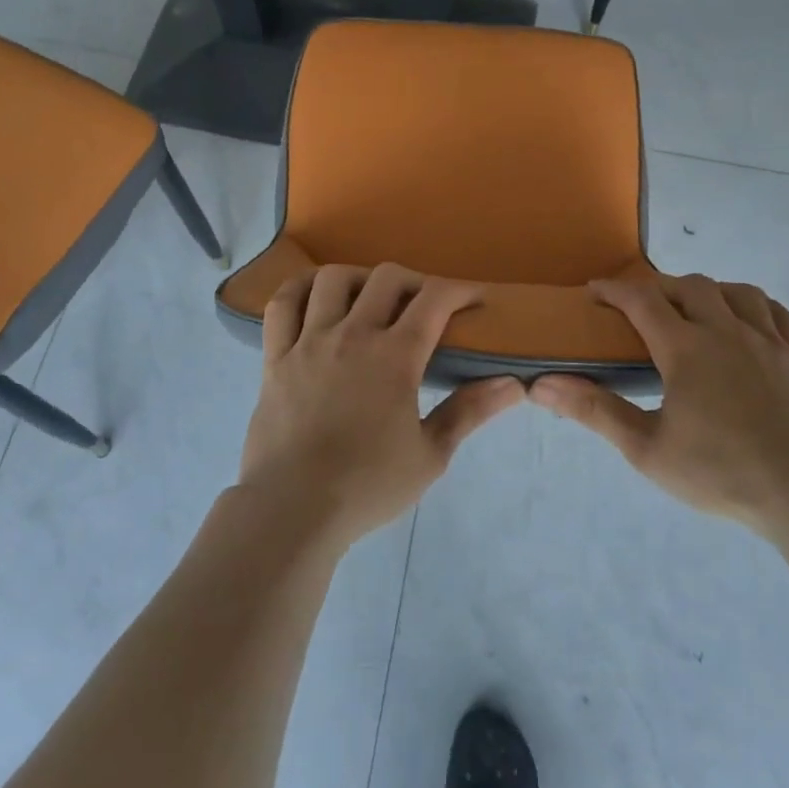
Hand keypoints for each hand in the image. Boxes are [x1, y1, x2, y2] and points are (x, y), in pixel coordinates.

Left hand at [238, 263, 524, 546]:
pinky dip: (299, 288)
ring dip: (359, 279)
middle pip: (387, 278)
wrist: (292, 509)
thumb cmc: (367, 486)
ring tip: (368, 298)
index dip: (459, 290)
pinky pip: (282, 304)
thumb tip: (513, 384)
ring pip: (333, 279)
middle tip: (423, 306)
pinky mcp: (276, 355)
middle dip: (414, 281)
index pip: (434, 299)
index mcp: (395, 356)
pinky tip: (313, 296)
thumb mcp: (430, 455)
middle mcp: (352, 335)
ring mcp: (309, 341)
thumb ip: (469, 412)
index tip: (473, 299)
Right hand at [529, 274, 788, 536]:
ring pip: (736, 292)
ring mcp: (769, 342)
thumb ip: (595, 412)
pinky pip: (777, 314)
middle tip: (643, 308)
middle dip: (660, 288)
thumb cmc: (722, 473)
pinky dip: (755, 306)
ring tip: (695, 309)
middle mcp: (726, 331)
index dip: (614, 289)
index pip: (642, 300)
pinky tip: (748, 321)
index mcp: (686, 349)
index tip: (595, 291)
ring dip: (709, 291)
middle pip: (689, 286)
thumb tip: (541, 386)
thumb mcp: (647, 449)